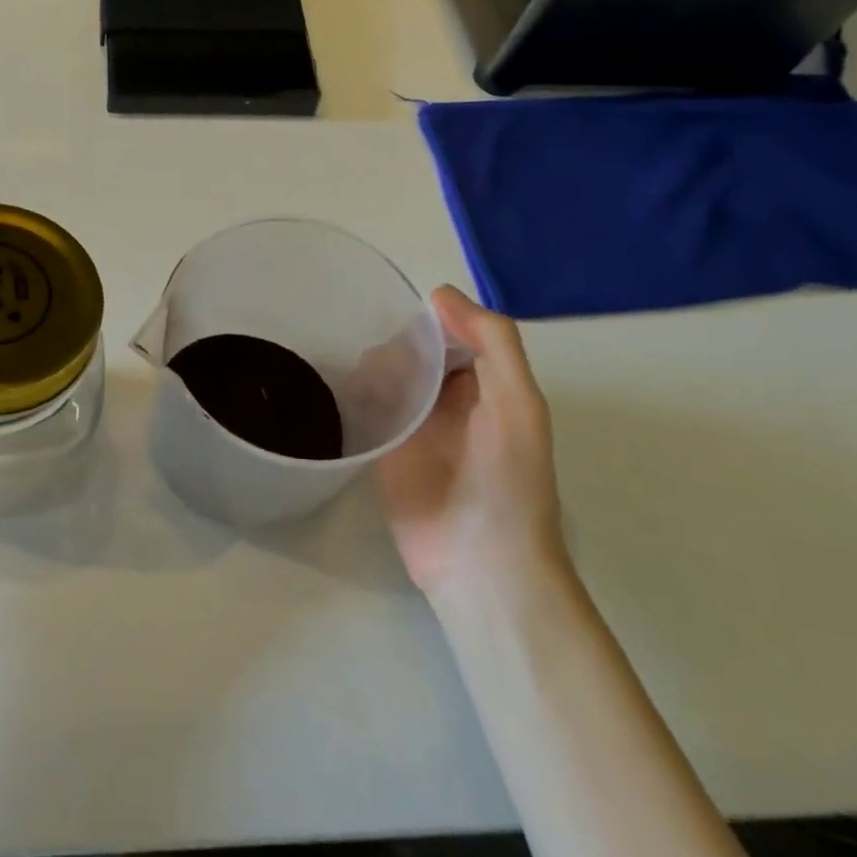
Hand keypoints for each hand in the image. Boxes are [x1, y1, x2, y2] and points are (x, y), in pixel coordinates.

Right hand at [377, 286, 563, 604]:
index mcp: (487, 385)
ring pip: (386, 376)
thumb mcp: (517, 402)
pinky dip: (353, 393)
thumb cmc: (508, 480)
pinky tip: (340, 387)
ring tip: (357, 373)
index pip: (452, 333)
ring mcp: (414, 426)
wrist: (480, 563)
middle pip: (414, 352)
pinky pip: (365, 408)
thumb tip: (439, 294)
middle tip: (374, 351)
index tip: (397, 308)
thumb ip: (492, 343)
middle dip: (394, 343)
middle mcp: (449, 400)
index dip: (429, 319)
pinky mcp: (383, 450)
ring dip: (370, 366)